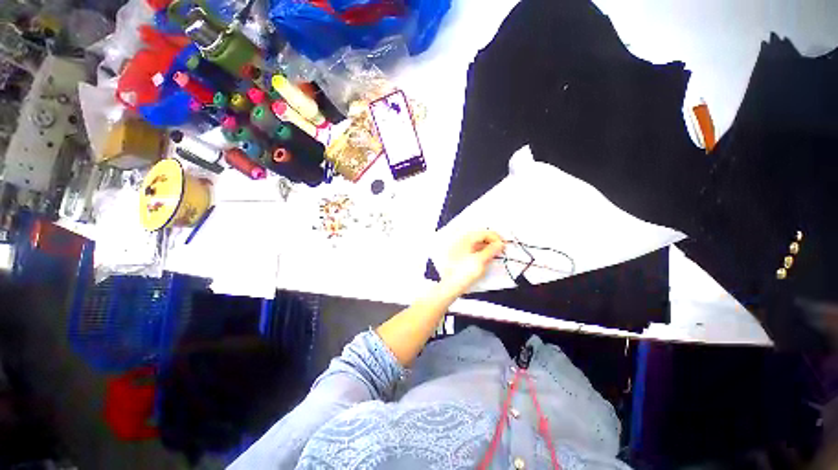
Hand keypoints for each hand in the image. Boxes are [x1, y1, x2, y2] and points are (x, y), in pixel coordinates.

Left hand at [440, 230, 504, 295]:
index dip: (496, 238)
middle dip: (491, 242)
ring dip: (486, 247)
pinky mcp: (457, 256)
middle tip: (500, 250)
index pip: (484, 232)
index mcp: (466, 238)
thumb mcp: (481, 260)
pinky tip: (484, 259)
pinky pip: (471, 249)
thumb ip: (491, 250)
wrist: (450, 286)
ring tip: (494, 255)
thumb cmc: (464, 272)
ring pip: (475, 243)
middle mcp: (461, 240)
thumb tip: (500, 244)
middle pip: (479, 237)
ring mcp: (458, 248)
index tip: (504, 246)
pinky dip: (479, 252)